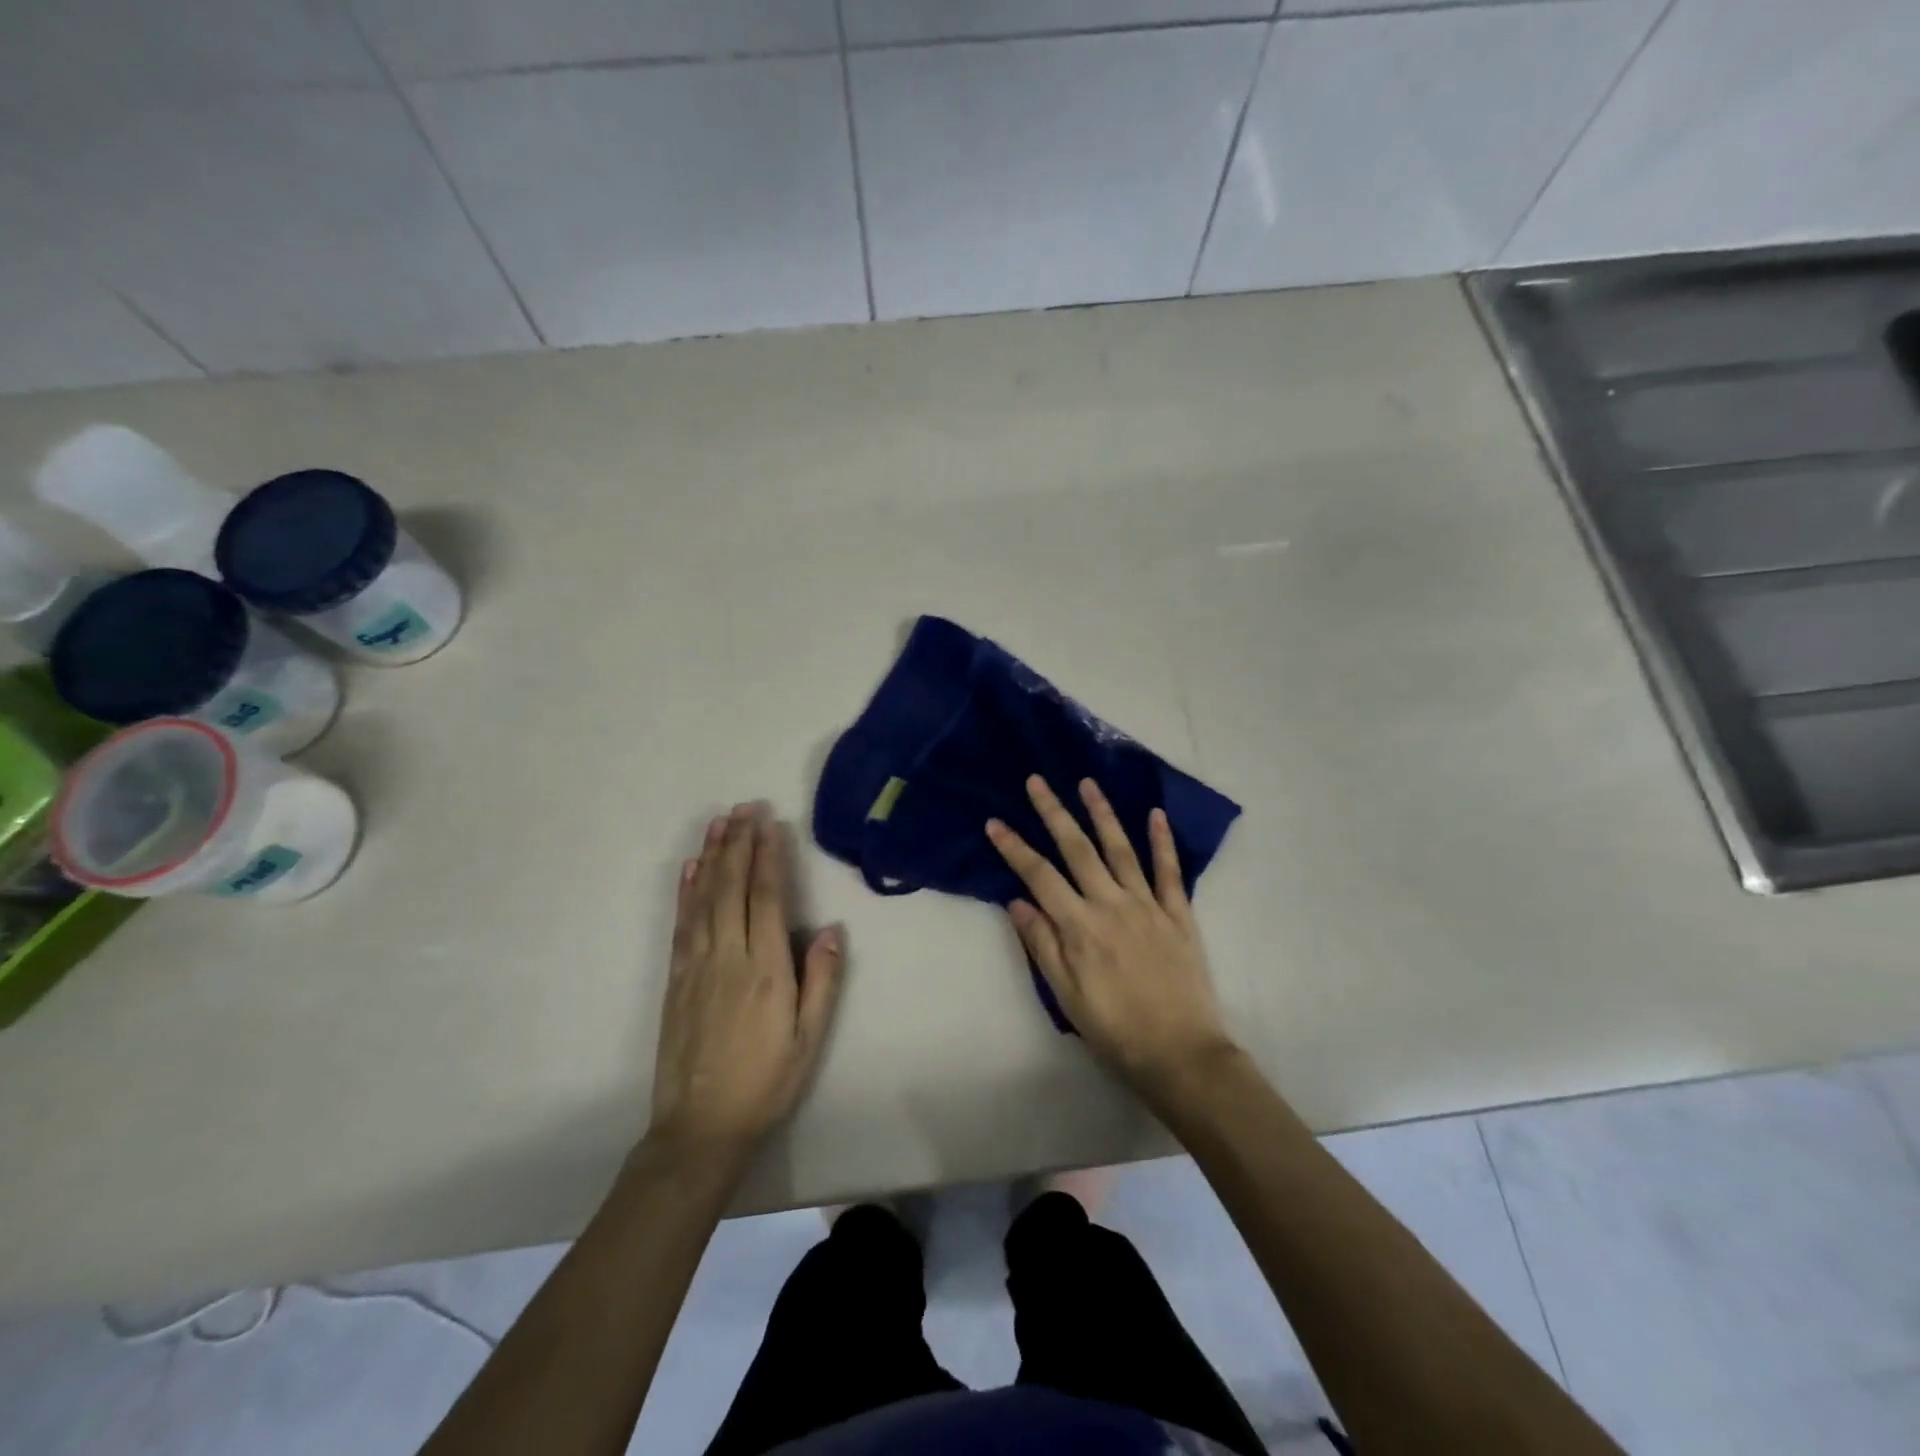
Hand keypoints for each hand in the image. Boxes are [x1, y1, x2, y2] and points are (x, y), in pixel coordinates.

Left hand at [648, 804, 844, 1159]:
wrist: (700, 1128)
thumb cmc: (766, 1081)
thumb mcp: (810, 1037)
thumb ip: (822, 979)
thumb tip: (831, 928)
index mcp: (765, 969)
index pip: (767, 898)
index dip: (769, 857)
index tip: (770, 824)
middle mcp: (728, 957)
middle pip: (732, 887)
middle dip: (739, 844)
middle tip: (744, 807)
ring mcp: (696, 966)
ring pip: (703, 899)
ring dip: (711, 857)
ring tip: (718, 823)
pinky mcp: (675, 980)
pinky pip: (681, 924)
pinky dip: (685, 892)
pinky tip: (689, 870)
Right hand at [987, 776, 1236, 1096]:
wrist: (1182, 1054)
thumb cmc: (1116, 1030)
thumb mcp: (1067, 996)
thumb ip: (1043, 944)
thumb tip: (1017, 901)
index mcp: (1080, 927)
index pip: (1040, 876)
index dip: (1014, 848)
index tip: (995, 822)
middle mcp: (1112, 904)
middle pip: (1077, 849)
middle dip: (1054, 812)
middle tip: (1037, 781)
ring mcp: (1148, 905)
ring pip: (1121, 849)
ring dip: (1102, 813)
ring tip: (1087, 783)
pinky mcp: (1179, 914)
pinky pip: (1169, 870)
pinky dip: (1162, 841)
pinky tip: (1155, 814)